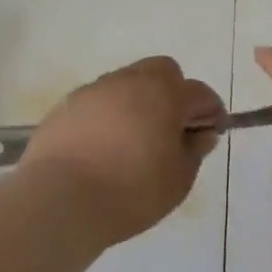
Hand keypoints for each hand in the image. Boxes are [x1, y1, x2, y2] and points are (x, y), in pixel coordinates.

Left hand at [19, 56, 224, 246]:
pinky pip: (97, 103)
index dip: (211, 111)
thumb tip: (200, 135)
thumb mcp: (178, 179)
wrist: (59, 200)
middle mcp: (129, 81)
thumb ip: (194, 151)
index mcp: (164, 93)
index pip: (199, 93)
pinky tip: (102, 148)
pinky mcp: (65, 107)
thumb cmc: (131, 190)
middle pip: (161, 72)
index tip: (211, 132)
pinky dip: (107, 117)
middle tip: (171, 128)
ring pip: (126, 84)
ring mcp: (94, 91)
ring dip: (137, 103)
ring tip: (133, 141)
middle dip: (173, 92)